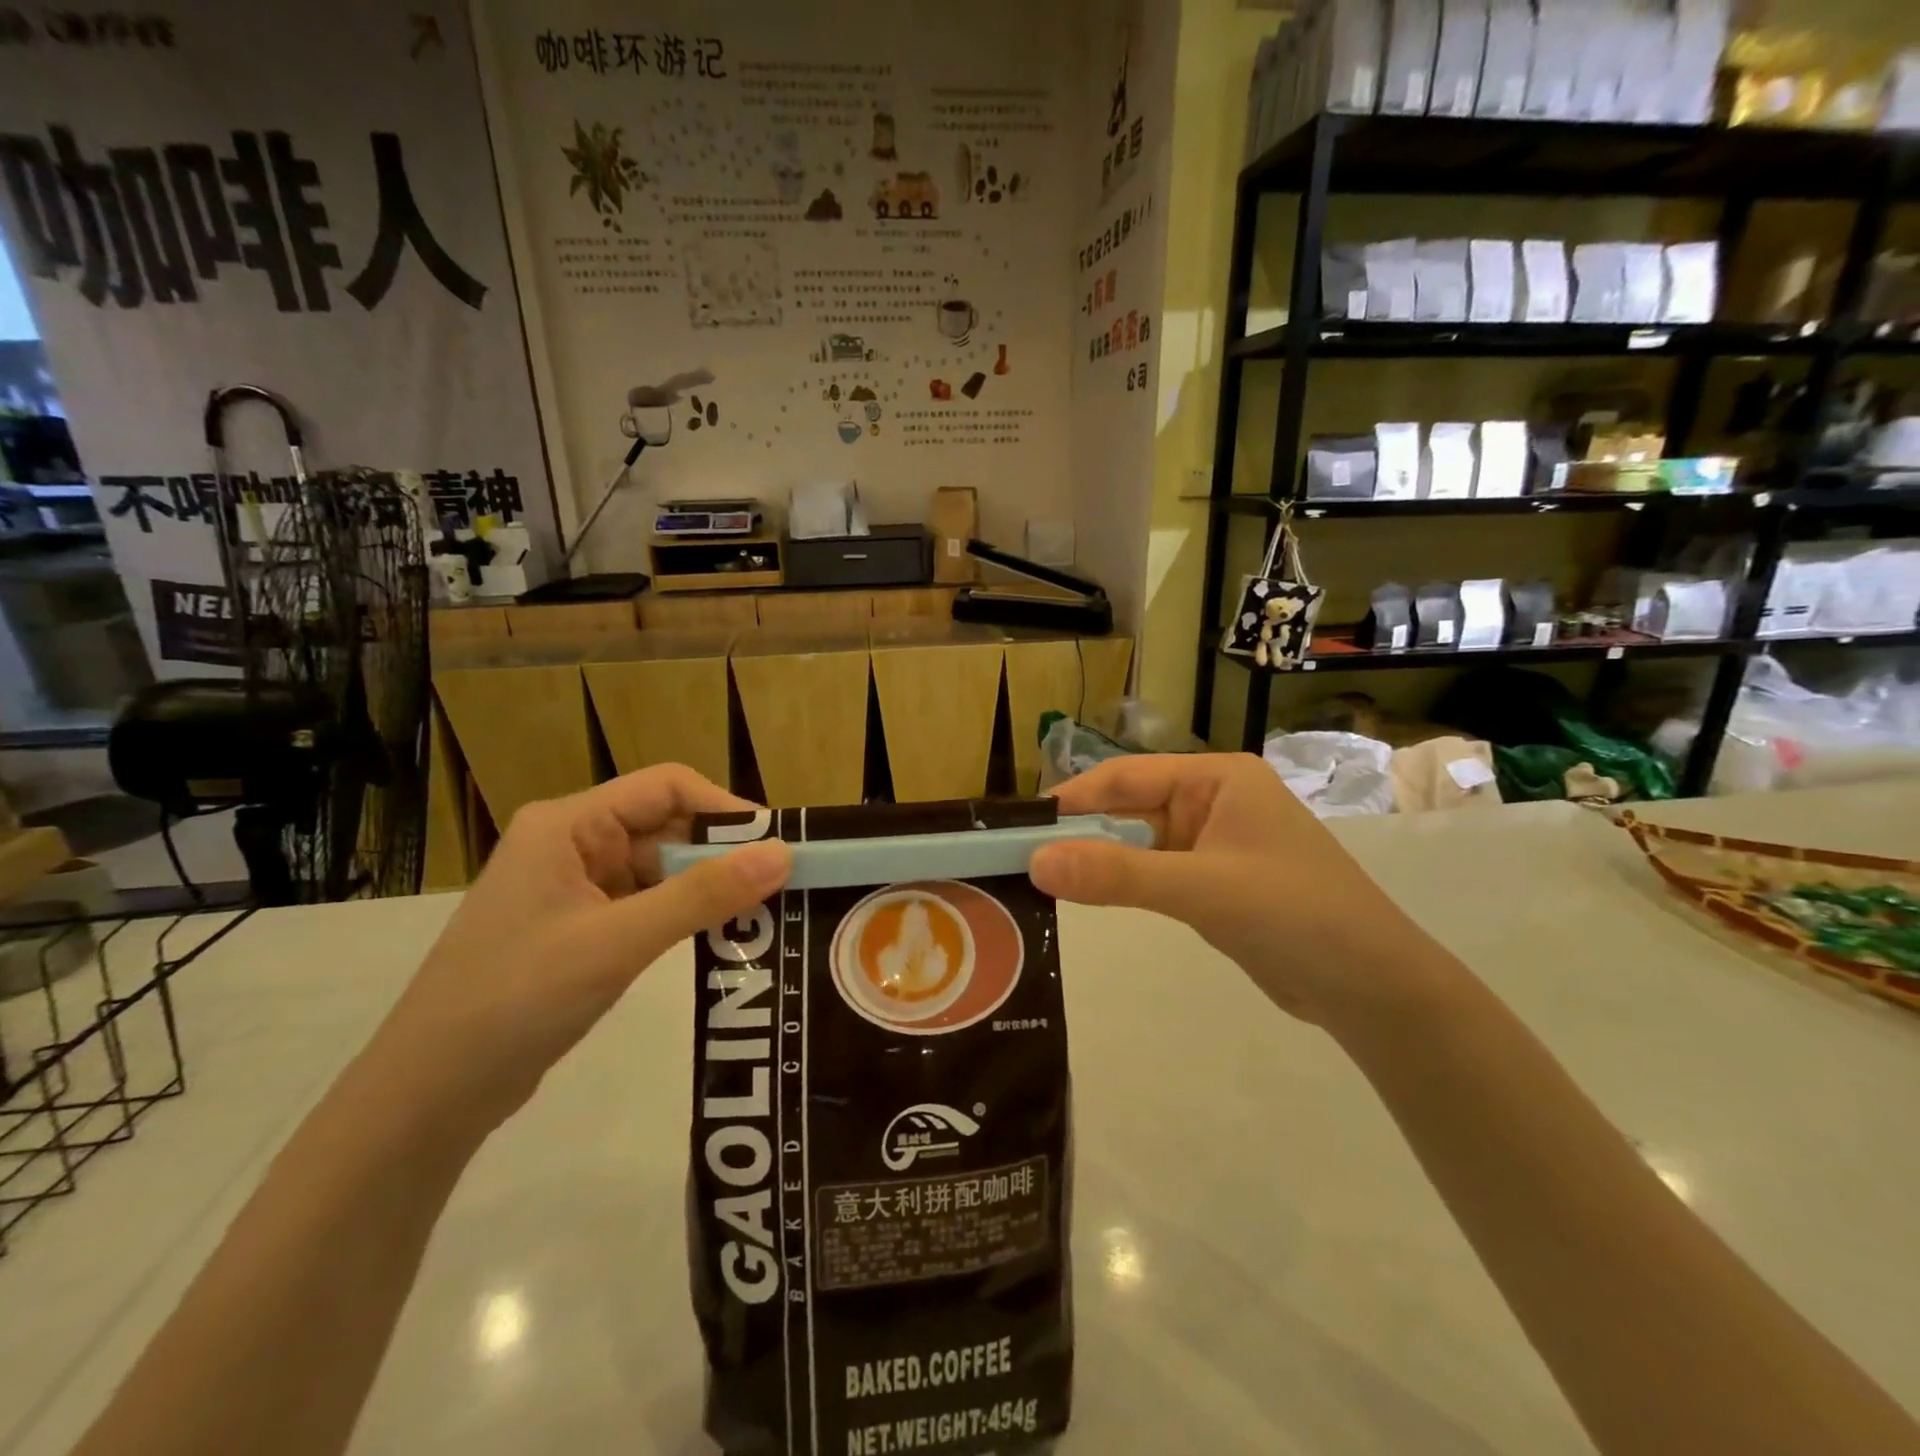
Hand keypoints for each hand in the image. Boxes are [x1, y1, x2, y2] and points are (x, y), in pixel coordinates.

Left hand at [368, 765, 791, 1132]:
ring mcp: (575, 888)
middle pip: (667, 826)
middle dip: (723, 854)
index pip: (667, 787)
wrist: (426, 1098)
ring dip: (707, 889)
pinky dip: (684, 917)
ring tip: (763, 916)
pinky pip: (647, 905)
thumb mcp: (617, 942)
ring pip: (661, 869)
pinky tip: (720, 940)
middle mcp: (573, 843)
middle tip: (781, 887)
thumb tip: (783, 854)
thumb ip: (702, 895)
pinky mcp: (581, 928)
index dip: (726, 809)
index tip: (777, 846)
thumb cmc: (515, 1000)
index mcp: (569, 824)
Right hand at [1030, 753, 1446, 1026]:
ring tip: (1039, 879)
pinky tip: (1086, 897)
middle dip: (1079, 833)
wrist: (1372, 988)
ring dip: (1097, 860)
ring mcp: (1212, 843)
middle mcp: (1211, 800)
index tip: (1019, 826)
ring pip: (1137, 843)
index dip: (1071, 799)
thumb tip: (1035, 863)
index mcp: (1216, 778)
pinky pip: (1153, 873)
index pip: (1126, 777)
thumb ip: (1117, 875)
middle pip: (1128, 808)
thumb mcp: (1201, 889)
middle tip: (1018, 859)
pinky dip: (1121, 884)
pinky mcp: (1212, 882)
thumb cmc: (1294, 914)